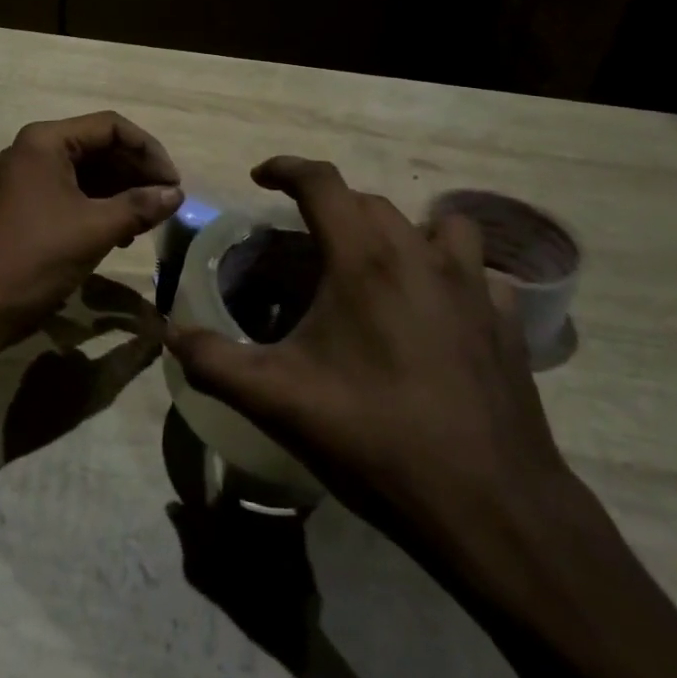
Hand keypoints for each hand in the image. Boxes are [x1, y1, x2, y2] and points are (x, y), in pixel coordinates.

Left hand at [0, 112, 182, 350]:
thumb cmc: (36, 257)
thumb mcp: (95, 229)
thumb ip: (139, 206)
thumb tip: (177, 194)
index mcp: (45, 141)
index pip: (110, 127)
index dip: (148, 150)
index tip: (173, 183)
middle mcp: (34, 150)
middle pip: (99, 146)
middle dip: (136, 172)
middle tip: (166, 202)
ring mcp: (28, 178)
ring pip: (88, 171)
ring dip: (121, 192)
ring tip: (149, 220)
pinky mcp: (27, 204)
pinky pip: (73, 192)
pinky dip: (101, 206)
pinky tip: (123, 233)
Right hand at [165, 157, 567, 549]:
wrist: (491, 509)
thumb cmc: (376, 441)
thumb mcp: (278, 402)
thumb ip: (213, 361)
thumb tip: (171, 333)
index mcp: (364, 260)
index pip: (322, 183)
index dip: (286, 168)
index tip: (261, 176)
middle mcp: (420, 255)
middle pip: (370, 201)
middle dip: (331, 207)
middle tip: (304, 243)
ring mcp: (472, 286)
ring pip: (437, 224)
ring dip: (402, 230)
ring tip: (378, 266)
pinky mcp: (505, 321)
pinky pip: (476, 272)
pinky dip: (450, 273)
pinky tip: (436, 312)